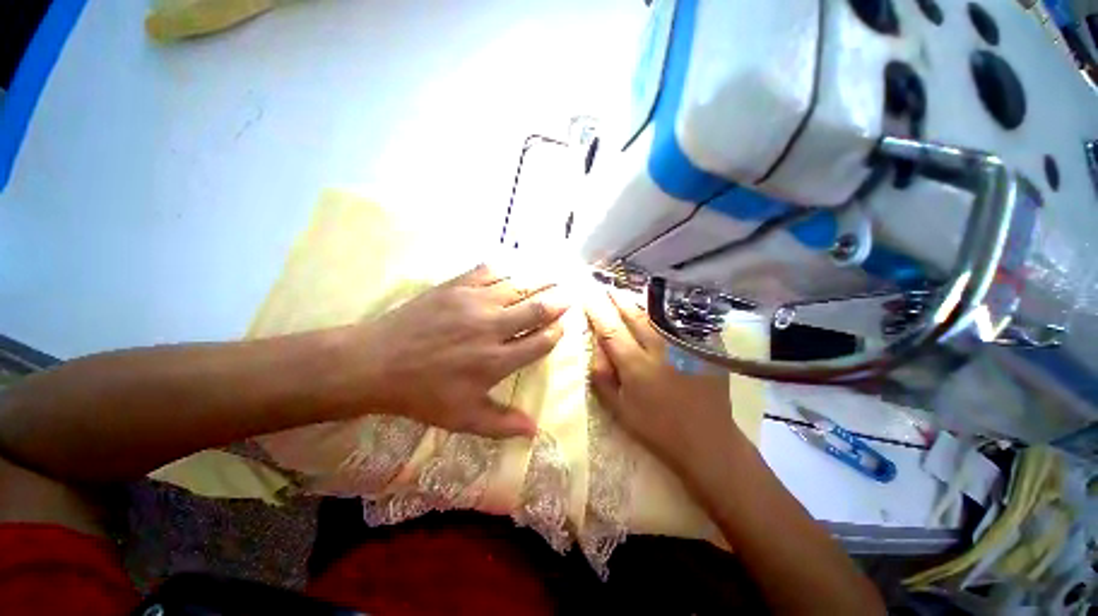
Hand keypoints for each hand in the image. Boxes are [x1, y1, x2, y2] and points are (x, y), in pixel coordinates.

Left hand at [350, 264, 568, 437]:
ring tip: (552, 278)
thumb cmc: (423, 393)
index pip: (539, 342)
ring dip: (538, 283)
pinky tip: (513, 270)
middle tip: (568, 295)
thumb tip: (535, 431)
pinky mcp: (456, 286)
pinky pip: (490, 271)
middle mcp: (492, 327)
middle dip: (557, 302)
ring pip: (518, 286)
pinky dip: (506, 270)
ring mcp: (474, 302)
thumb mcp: (463, 418)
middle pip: (536, 309)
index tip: (561, 327)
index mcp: (497, 360)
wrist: (377, 363)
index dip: (555, 333)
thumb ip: (502, 424)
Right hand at [585, 291, 745, 475]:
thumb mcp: (620, 410)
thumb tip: (595, 348)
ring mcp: (685, 346)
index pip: (610, 329)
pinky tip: (660, 308)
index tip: (588, 295)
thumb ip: (603, 378)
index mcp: (636, 366)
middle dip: (618, 298)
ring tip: (628, 292)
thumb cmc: (657, 428)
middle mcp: (660, 349)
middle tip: (607, 287)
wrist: (707, 440)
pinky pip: (682, 322)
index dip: (597, 310)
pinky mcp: (704, 347)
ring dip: (640, 302)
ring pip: (657, 315)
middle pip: (634, 315)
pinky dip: (667, 313)